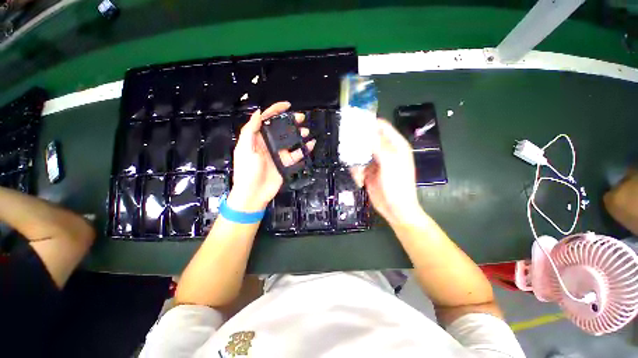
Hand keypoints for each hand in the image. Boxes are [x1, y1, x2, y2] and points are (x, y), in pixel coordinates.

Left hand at [227, 102, 314, 211]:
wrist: (254, 194)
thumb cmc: (247, 172)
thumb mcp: (244, 149)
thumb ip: (250, 131)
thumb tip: (257, 113)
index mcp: (256, 138)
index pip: (266, 120)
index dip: (275, 110)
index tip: (287, 106)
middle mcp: (268, 144)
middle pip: (280, 129)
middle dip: (290, 121)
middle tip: (301, 118)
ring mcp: (277, 153)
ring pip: (290, 141)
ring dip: (299, 135)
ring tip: (306, 132)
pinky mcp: (285, 163)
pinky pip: (296, 154)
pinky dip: (303, 149)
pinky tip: (309, 145)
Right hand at [351, 119, 422, 226]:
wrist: (395, 209)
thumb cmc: (397, 186)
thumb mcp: (389, 164)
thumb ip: (378, 146)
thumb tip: (366, 130)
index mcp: (395, 145)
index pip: (382, 127)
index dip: (368, 123)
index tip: (353, 122)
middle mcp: (385, 151)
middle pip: (368, 139)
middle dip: (358, 143)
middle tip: (347, 146)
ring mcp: (376, 162)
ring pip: (360, 153)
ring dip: (356, 161)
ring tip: (358, 172)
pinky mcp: (368, 172)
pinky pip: (358, 165)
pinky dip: (356, 172)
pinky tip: (360, 180)